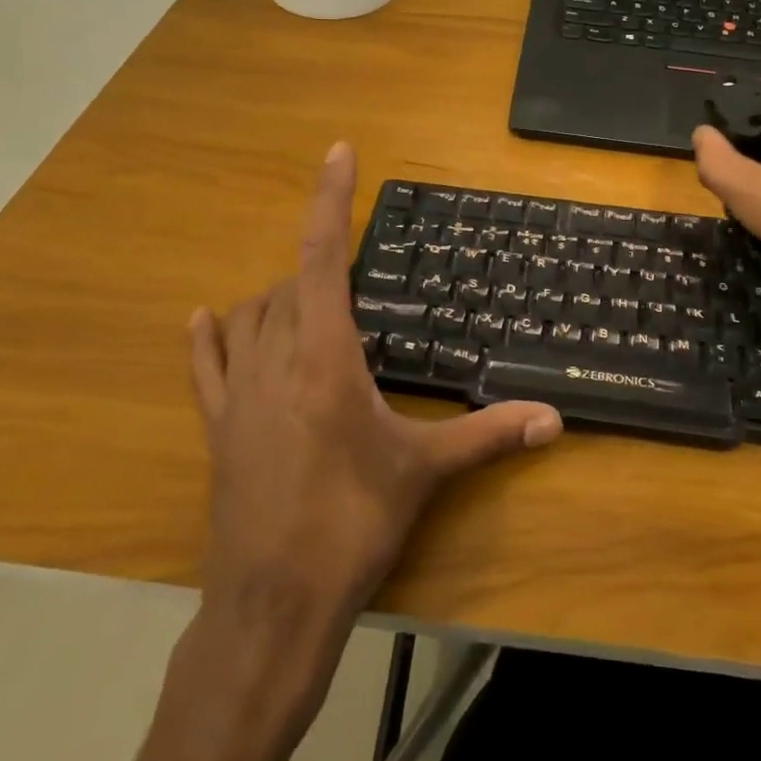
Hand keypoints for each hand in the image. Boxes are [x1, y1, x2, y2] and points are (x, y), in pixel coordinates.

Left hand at [189, 142, 562, 638]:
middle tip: (357, 281)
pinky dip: (209, 337)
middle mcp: (275, 359)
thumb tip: (554, 420)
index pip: (323, 256)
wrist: (272, 607)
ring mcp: (239, 394)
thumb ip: (489, 436)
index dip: (330, 199)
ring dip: (279, 297)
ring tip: (311, 304)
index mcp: (325, 357)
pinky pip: (206, 366)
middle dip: (321, 266)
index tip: (338, 152)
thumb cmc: (351, 526)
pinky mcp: (218, 428)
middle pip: (290, 284)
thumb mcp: (423, 473)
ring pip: (251, 316)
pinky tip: (208, 317)